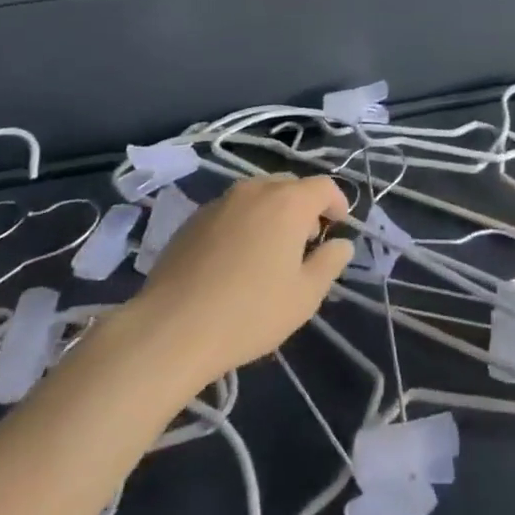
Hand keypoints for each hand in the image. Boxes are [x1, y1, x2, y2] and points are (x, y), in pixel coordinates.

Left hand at [129, 175, 352, 382]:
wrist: (172, 328)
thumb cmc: (250, 312)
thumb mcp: (304, 296)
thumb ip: (329, 263)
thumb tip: (342, 243)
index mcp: (288, 202)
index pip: (324, 186)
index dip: (337, 203)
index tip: (338, 227)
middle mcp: (255, 190)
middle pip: (290, 185)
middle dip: (305, 207)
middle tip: (306, 242)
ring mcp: (221, 201)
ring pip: (258, 195)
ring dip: (273, 213)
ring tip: (270, 251)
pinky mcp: (194, 218)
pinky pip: (231, 210)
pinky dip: (243, 223)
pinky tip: (234, 260)